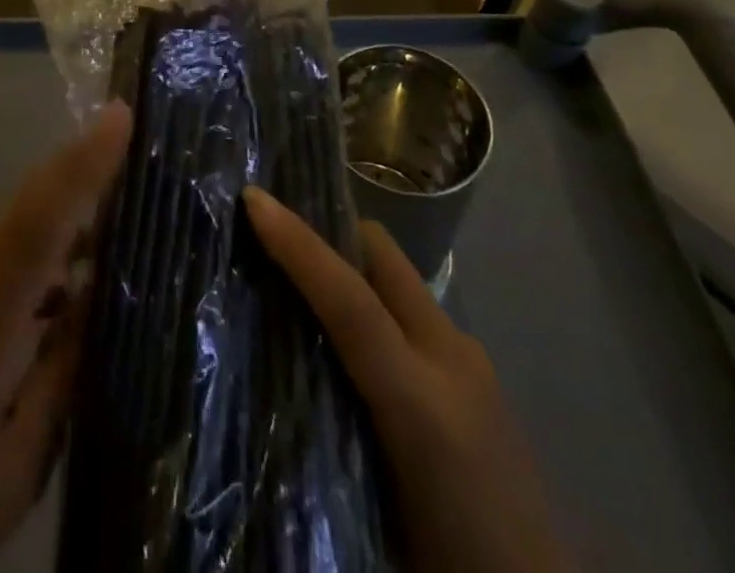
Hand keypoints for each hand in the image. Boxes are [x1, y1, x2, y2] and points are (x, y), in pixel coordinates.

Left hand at [0, 102, 132, 572]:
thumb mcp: (17, 461)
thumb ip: (62, 369)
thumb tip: (97, 294)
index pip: (39, 219)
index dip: (83, 163)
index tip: (121, 114)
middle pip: (31, 203)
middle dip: (86, 167)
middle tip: (147, 153)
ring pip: (20, 224)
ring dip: (71, 209)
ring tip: (131, 212)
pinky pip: (8, 252)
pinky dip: (49, 246)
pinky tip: (81, 278)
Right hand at [243, 186, 563, 572]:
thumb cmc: (448, 563)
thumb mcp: (369, 516)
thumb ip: (322, 431)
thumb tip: (267, 370)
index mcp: (421, 405)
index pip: (351, 302)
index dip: (299, 245)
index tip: (255, 199)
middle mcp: (452, 360)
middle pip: (383, 256)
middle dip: (328, 231)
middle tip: (274, 236)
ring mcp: (472, 358)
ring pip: (397, 277)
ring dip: (351, 266)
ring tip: (303, 286)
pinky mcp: (479, 369)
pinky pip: (413, 310)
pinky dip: (377, 301)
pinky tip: (353, 341)